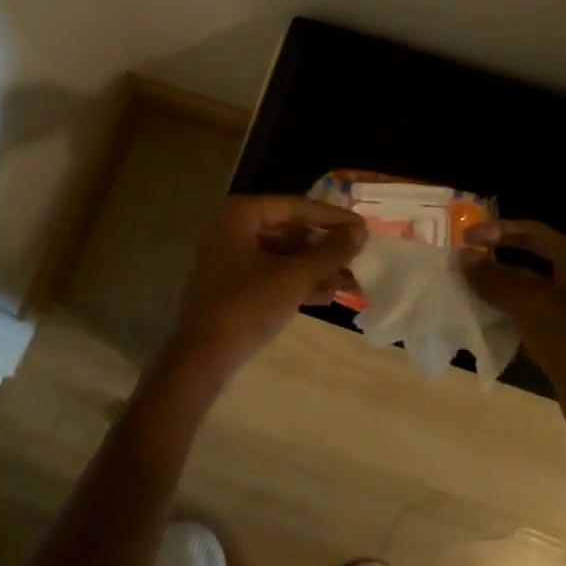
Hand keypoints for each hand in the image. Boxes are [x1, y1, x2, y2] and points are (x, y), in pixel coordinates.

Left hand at [158, 196, 365, 386]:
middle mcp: (232, 227)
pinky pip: (272, 273)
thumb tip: (361, 231)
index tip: (364, 228)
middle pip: (290, 229)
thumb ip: (330, 251)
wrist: (202, 359)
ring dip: (316, 267)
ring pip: (283, 254)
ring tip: (353, 279)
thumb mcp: (295, 277)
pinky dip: (298, 281)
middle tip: (360, 255)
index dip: (332, 218)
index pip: (295, 206)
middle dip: (325, 247)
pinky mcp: (233, 284)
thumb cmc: (247, 306)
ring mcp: (230, 257)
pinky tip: (329, 295)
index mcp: (241, 214)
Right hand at [458, 220, 565, 469]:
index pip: (533, 234)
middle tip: (455, 267)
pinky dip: (506, 325)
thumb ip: (497, 281)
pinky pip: (529, 328)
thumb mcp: (537, 310)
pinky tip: (480, 330)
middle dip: (493, 264)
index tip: (464, 237)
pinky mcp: (565, 351)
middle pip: (528, 265)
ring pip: (526, 299)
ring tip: (459, 296)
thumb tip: (463, 254)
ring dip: (495, 296)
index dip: (498, 230)